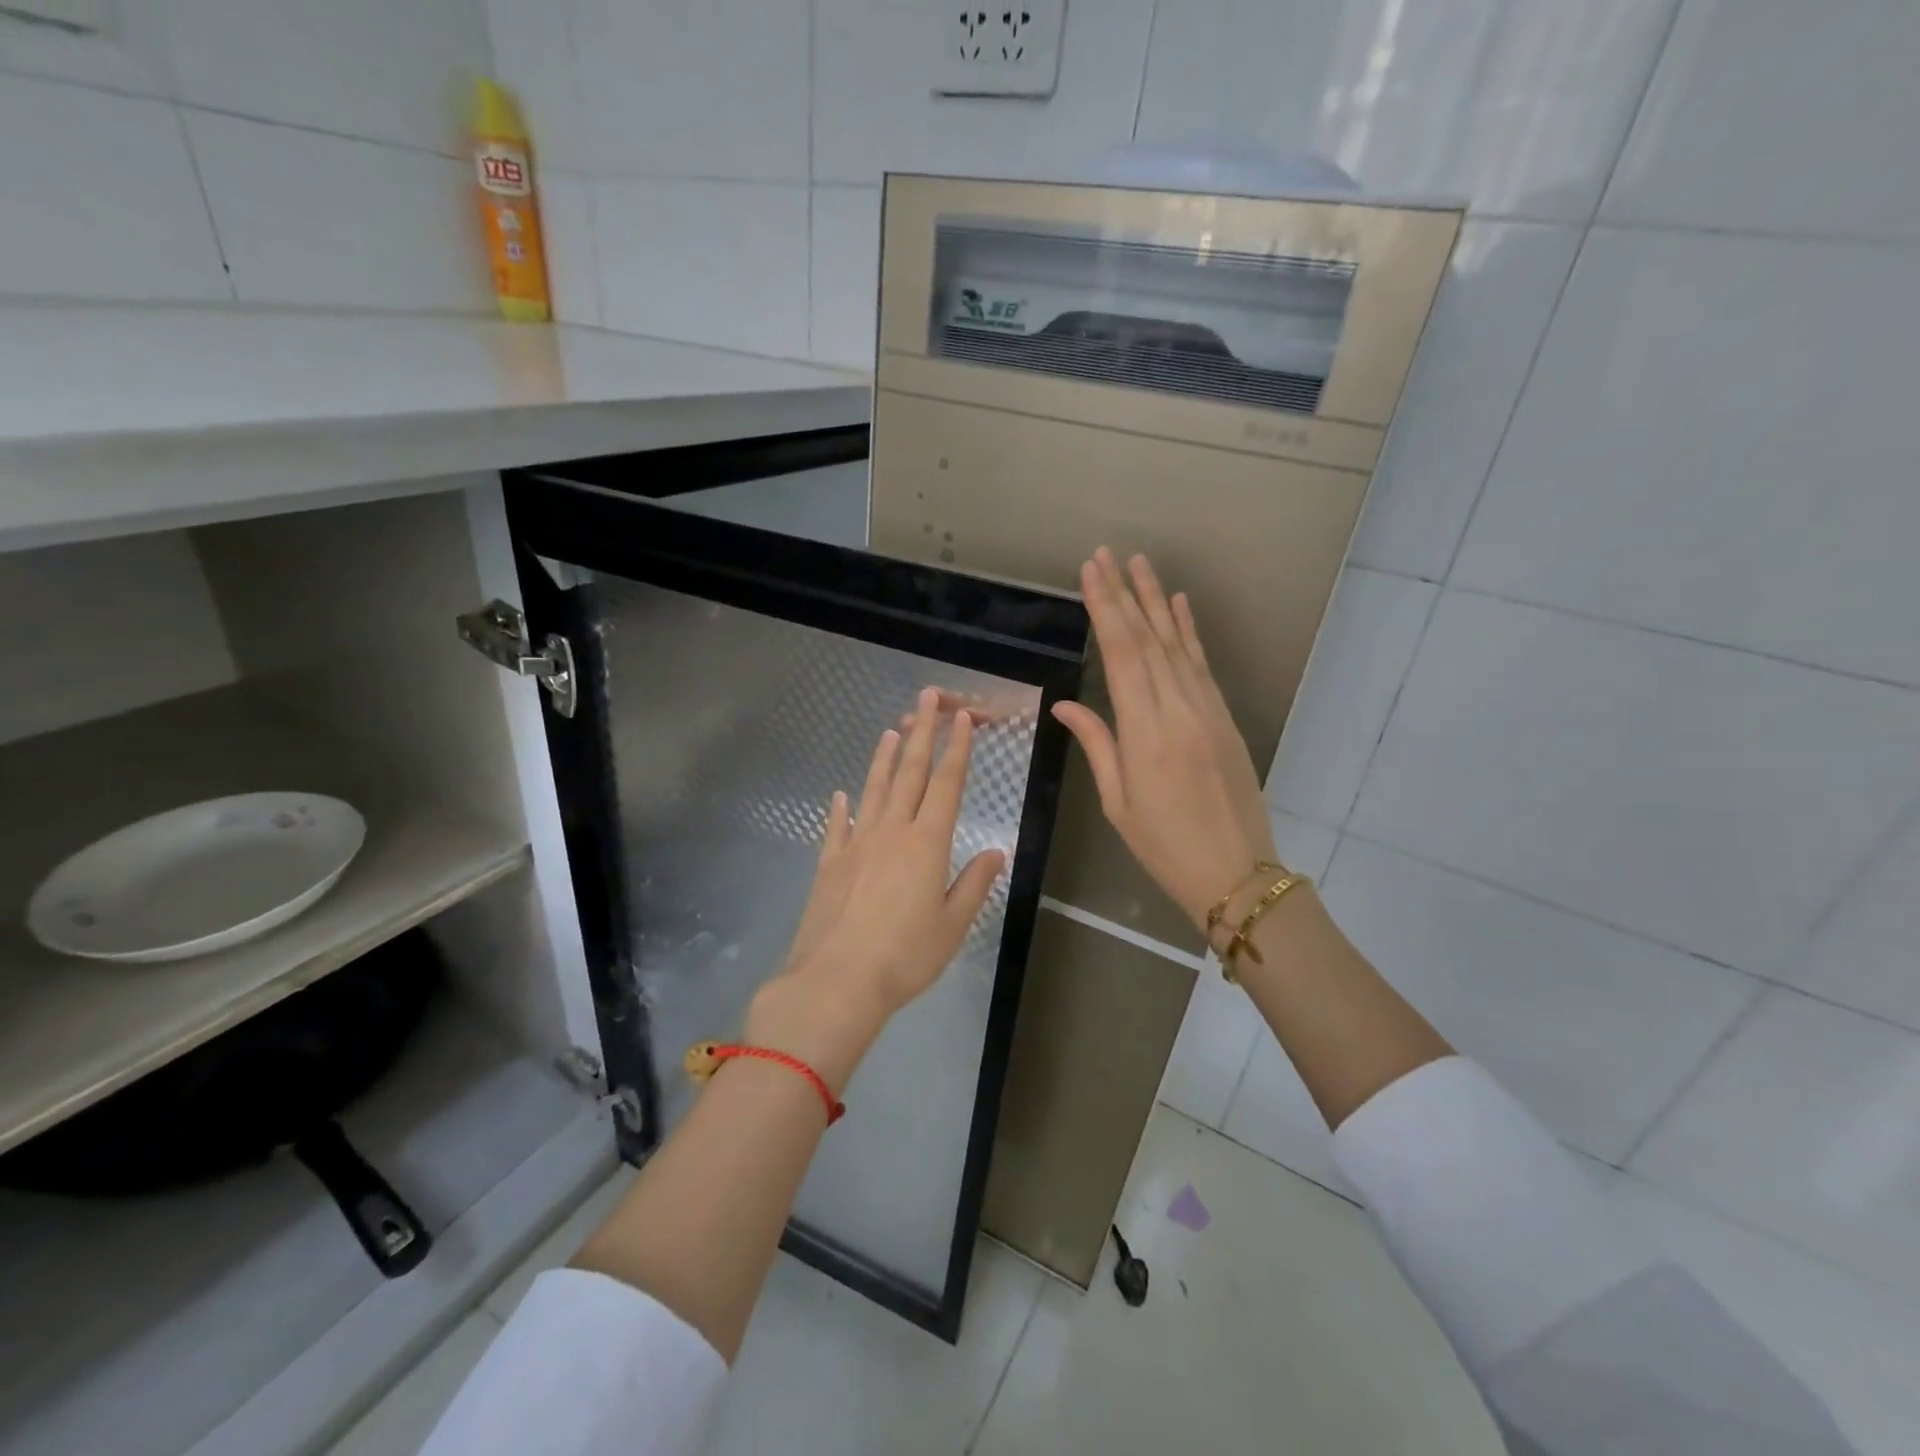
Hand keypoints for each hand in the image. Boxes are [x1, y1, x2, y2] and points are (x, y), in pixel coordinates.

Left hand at [745, 687, 1006, 1091]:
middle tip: (926, 698)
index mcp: (928, 843)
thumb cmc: (905, 956)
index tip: (962, 719)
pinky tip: (840, 794)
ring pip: (874, 790)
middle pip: (911, 773)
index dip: (957, 749)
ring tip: (893, 731)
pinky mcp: (829, 863)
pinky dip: (841, 807)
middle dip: (923, 733)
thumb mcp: (953, 925)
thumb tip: (996, 851)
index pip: (947, 785)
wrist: (836, 981)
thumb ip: (974, 884)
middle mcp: (892, 832)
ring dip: (884, 759)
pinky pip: (837, 826)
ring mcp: (856, 844)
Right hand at [1052, 548, 1277, 934]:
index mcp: (1146, 732)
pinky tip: (1179, 606)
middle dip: (1124, 594)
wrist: (1236, 872)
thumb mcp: (1118, 802)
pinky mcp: (1224, 717)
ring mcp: (1207, 709)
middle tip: (1106, 555)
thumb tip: (1067, 705)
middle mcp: (1178, 709)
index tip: (1091, 573)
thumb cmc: (1164, 845)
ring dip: (1157, 602)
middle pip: (1148, 640)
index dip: (1105, 610)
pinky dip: (1189, 632)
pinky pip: (1202, 665)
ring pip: (1177, 645)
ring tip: (1140, 564)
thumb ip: (1098, 745)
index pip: (1122, 655)